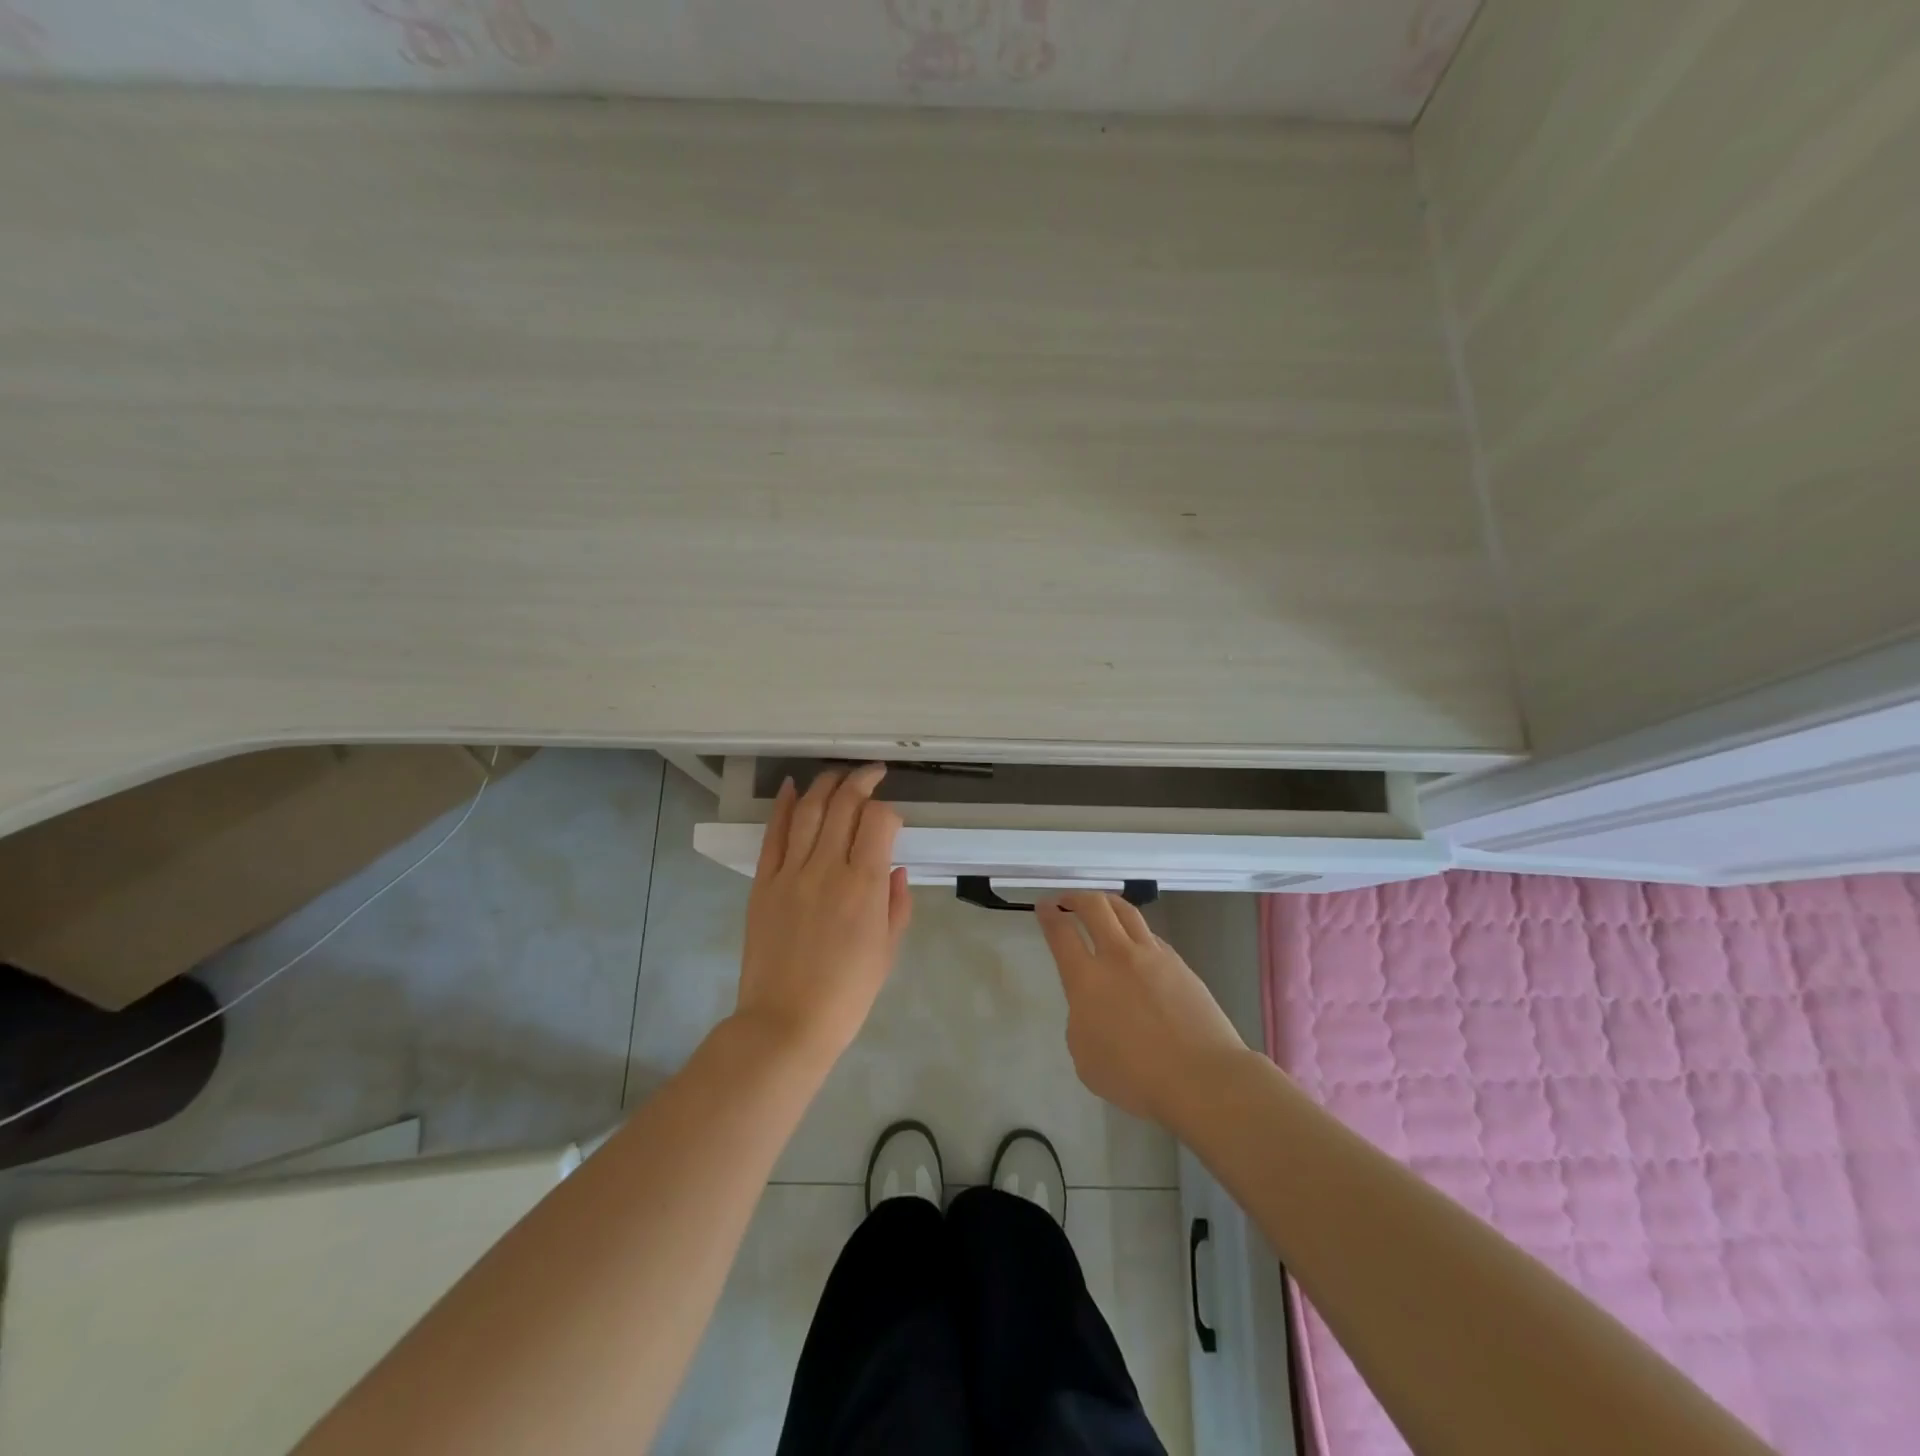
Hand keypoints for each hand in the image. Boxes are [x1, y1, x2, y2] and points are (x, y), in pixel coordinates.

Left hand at [736, 764, 911, 1068]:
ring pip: (808, 810)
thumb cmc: (847, 994)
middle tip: (872, 773)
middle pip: (844, 805)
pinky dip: (782, 805)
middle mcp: (827, 868)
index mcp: (864, 886)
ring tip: (839, 775)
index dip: (889, 810)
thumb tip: (894, 869)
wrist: (786, 1023)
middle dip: (861, 781)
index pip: (878, 821)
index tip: (893, 820)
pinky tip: (791, 787)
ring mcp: (790, 873)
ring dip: (825, 785)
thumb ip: (896, 904)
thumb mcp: (888, 951)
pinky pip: (773, 835)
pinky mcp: (763, 883)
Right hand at [1038, 891, 1246, 1129]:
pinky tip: (1135, 944)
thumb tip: (1092, 1005)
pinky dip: (1135, 931)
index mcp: (1087, 979)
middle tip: (1067, 901)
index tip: (1044, 906)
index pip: (1061, 933)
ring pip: (1126, 911)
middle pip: (1094, 907)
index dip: (1049, 915)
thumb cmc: (1136, 1077)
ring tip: (1101, 907)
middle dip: (1076, 897)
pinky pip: (1151, 935)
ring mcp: (1152, 956)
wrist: (1201, 1078)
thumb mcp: (1085, 1057)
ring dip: (1107, 903)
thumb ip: (1080, 1020)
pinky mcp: (1180, 964)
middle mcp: (1118, 957)